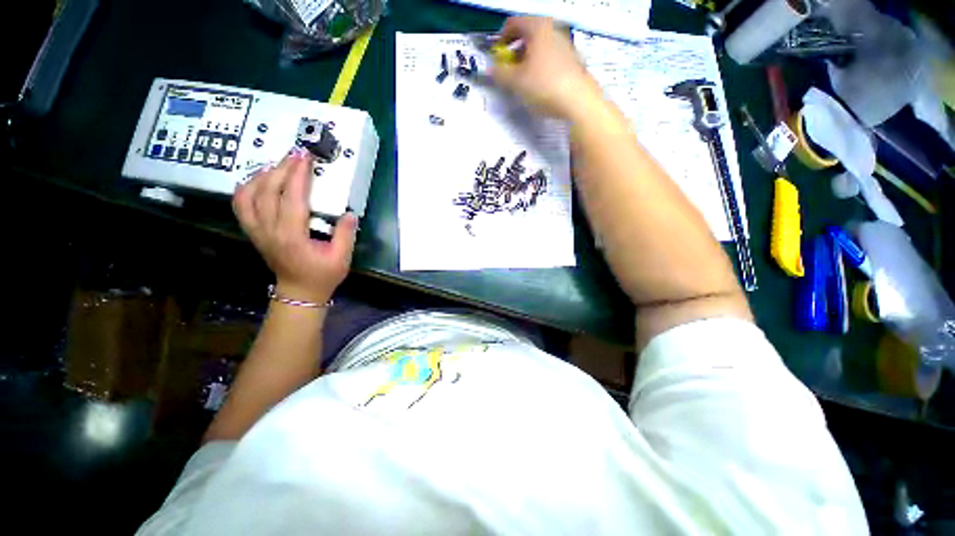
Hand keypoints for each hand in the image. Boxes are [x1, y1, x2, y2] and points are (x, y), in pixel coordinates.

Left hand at [233, 148, 357, 303]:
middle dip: (282, 168)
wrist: (299, 292)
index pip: (291, 198)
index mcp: (292, 236)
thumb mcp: (341, 258)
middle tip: (296, 154)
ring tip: (279, 165)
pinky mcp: (253, 232)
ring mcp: (257, 231)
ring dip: (262, 175)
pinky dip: (246, 188)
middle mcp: (269, 230)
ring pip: (248, 195)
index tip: (305, 158)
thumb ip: (346, 235)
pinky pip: (240, 205)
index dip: (298, 175)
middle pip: (267, 191)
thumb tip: (350, 214)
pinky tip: (259, 181)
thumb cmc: (322, 276)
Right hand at [491, 17, 602, 119]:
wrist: (578, 101)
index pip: (512, 24)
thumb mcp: (516, 82)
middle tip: (509, 71)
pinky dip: (540, 67)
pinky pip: (550, 58)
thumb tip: (491, 69)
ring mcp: (565, 44)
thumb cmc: (544, 86)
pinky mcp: (573, 60)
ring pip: (539, 48)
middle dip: (514, 52)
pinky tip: (540, 86)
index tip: (497, 57)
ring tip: (523, 82)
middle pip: (527, 35)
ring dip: (527, 61)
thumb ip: (500, 73)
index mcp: (537, 27)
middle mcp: (552, 30)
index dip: (501, 39)